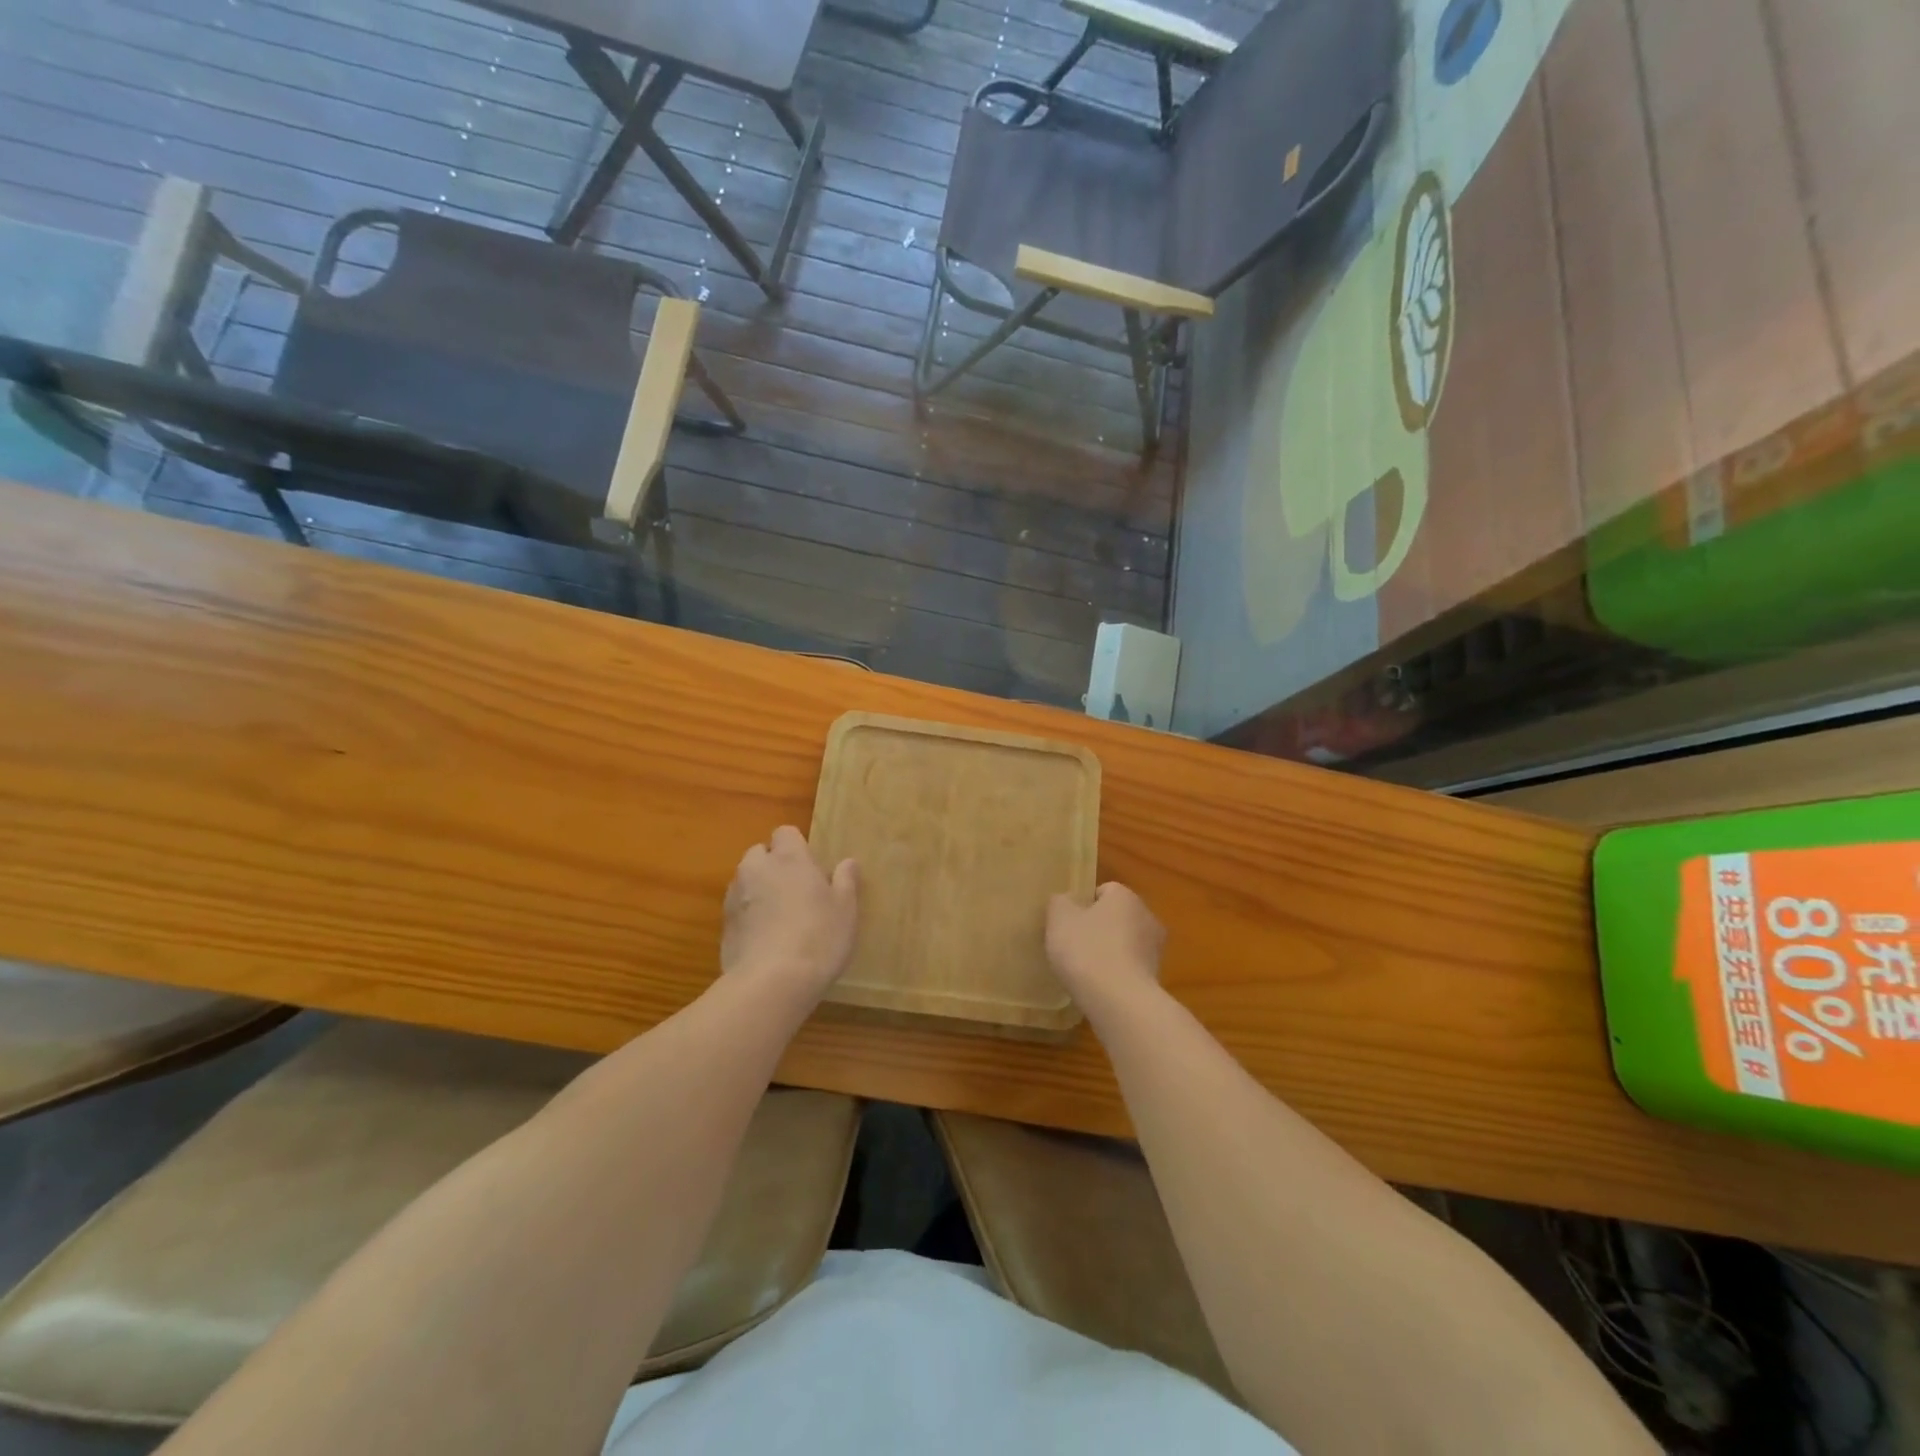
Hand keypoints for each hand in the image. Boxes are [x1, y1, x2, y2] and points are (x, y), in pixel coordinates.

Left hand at [721, 826, 858, 999]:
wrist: (771, 983)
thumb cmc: (818, 937)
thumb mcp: (845, 910)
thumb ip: (845, 881)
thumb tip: (848, 862)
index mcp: (789, 858)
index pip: (785, 832)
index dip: (796, 846)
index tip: (811, 867)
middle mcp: (757, 869)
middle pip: (760, 854)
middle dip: (773, 865)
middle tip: (796, 890)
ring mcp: (735, 897)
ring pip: (746, 881)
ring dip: (759, 890)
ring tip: (779, 918)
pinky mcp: (723, 926)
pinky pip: (737, 910)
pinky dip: (748, 916)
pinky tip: (765, 940)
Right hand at [1046, 882, 1163, 1002]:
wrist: (1120, 1003)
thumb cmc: (1087, 950)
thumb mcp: (1059, 918)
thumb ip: (1060, 903)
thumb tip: (1065, 901)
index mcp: (1126, 896)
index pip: (1104, 891)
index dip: (1083, 905)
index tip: (1067, 924)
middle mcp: (1147, 917)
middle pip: (1117, 917)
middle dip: (1098, 928)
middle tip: (1073, 946)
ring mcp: (1156, 950)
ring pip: (1125, 944)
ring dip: (1108, 953)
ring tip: (1085, 971)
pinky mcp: (1156, 979)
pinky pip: (1129, 969)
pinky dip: (1116, 975)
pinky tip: (1100, 988)